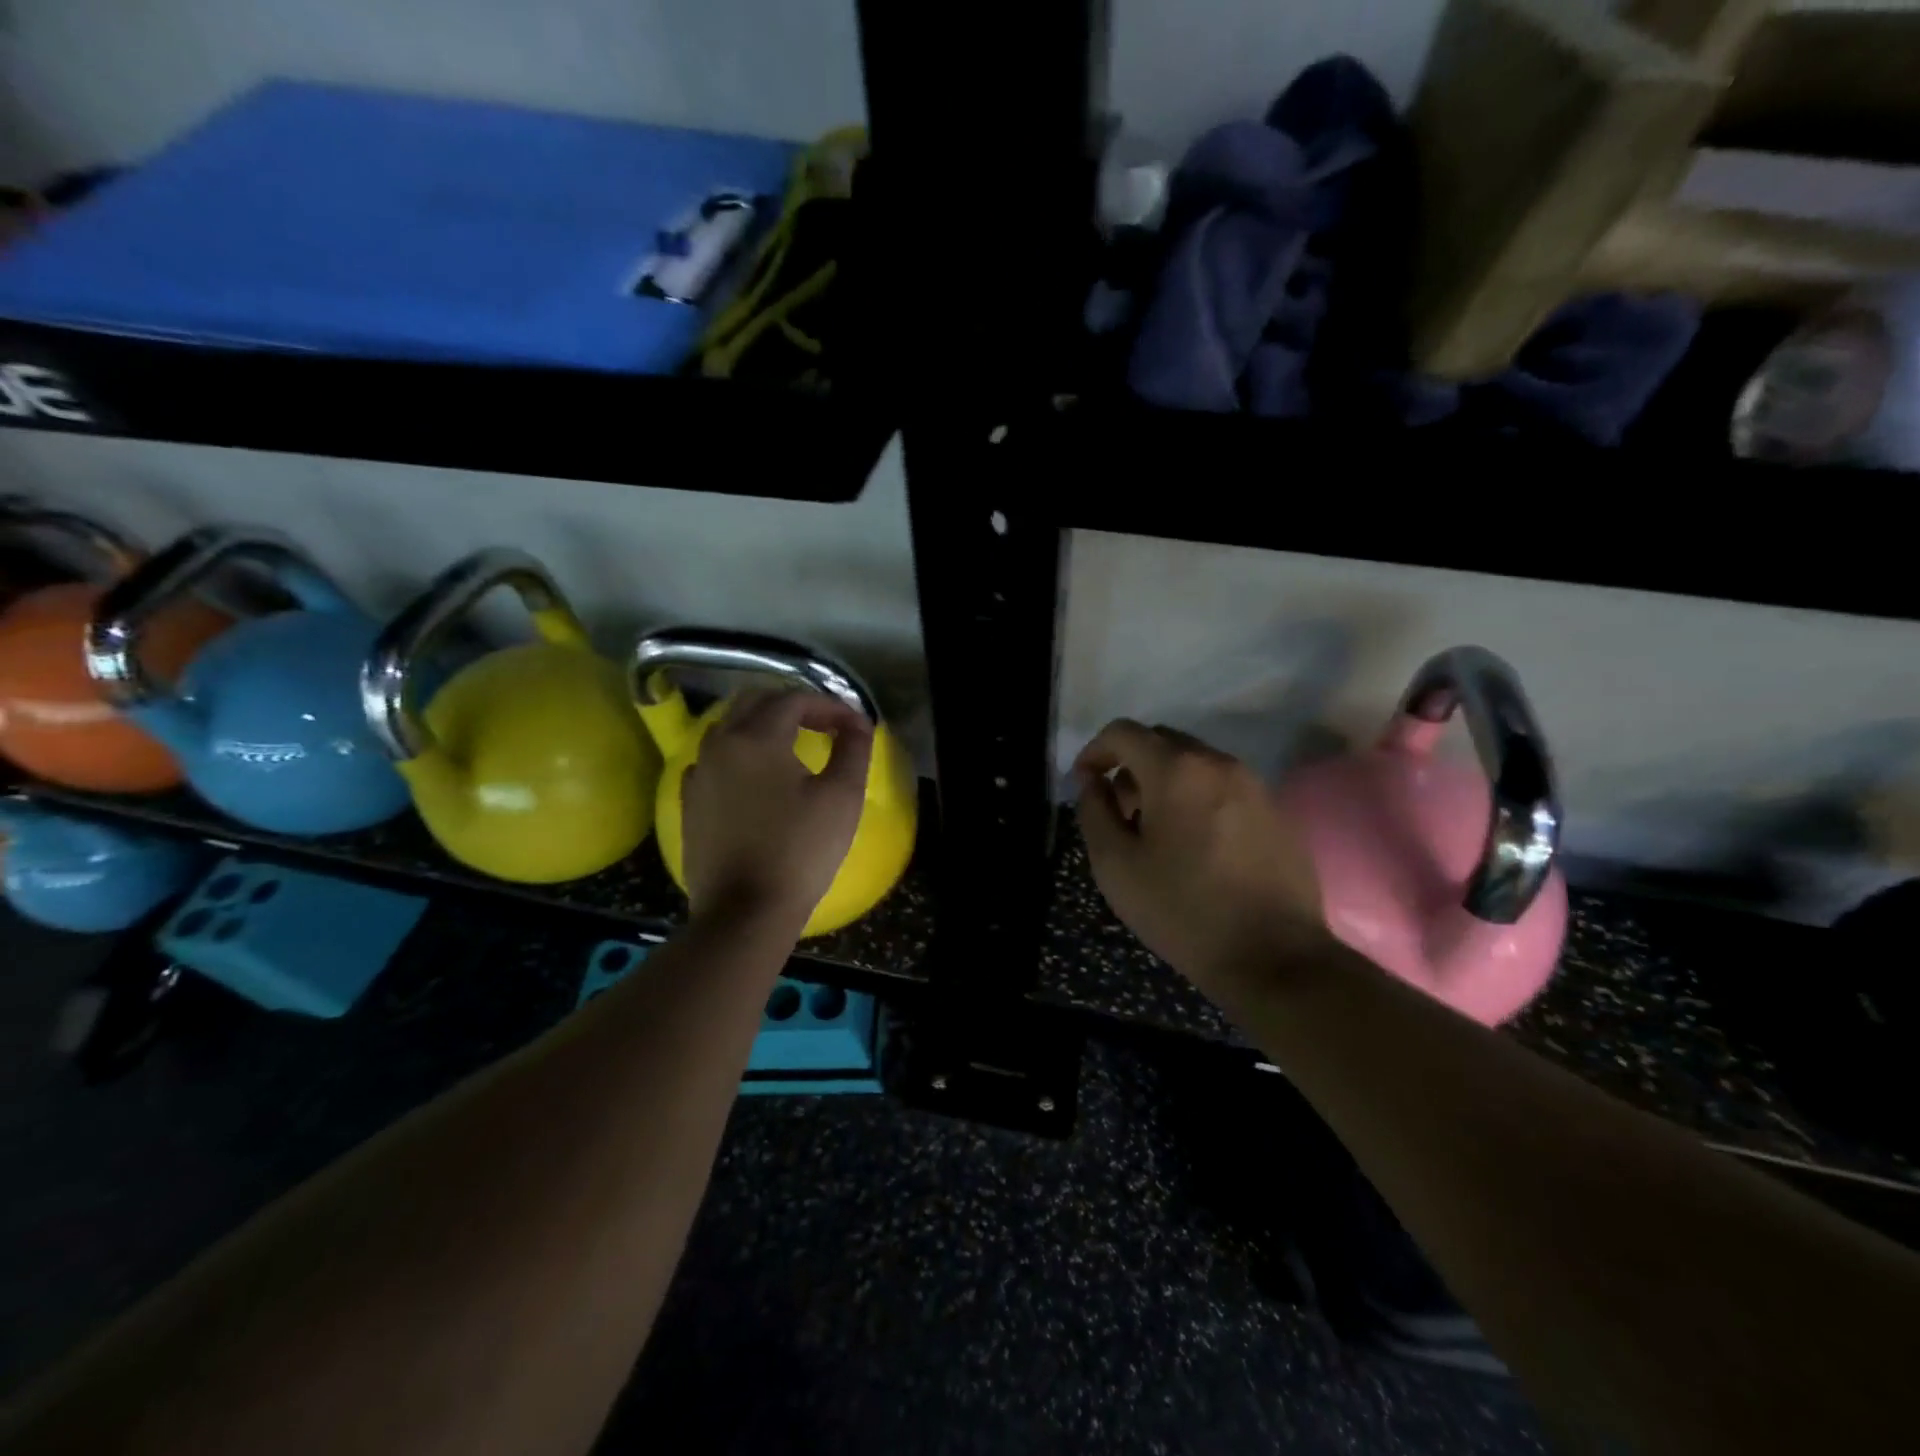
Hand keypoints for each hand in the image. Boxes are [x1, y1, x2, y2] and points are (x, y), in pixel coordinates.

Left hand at [681, 689, 873, 933]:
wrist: (745, 912)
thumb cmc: (800, 852)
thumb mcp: (842, 797)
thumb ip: (852, 749)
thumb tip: (857, 724)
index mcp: (756, 738)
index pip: (794, 699)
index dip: (829, 706)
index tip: (855, 726)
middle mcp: (720, 744)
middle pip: (755, 702)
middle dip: (793, 705)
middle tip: (824, 726)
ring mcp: (699, 773)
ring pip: (729, 727)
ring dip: (763, 725)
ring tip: (793, 745)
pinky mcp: (691, 801)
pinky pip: (714, 759)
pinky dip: (739, 753)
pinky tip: (757, 777)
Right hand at [1074, 719, 1329, 997]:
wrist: (1275, 958)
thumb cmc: (1183, 910)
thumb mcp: (1116, 866)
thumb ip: (1093, 812)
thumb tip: (1093, 783)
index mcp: (1177, 770)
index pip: (1124, 732)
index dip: (1095, 751)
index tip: (1084, 784)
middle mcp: (1219, 764)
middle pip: (1162, 741)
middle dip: (1131, 766)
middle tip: (1119, 812)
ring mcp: (1255, 785)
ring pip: (1195, 764)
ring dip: (1165, 783)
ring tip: (1156, 832)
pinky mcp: (1277, 811)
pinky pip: (1224, 787)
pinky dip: (1197, 798)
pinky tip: (1195, 846)